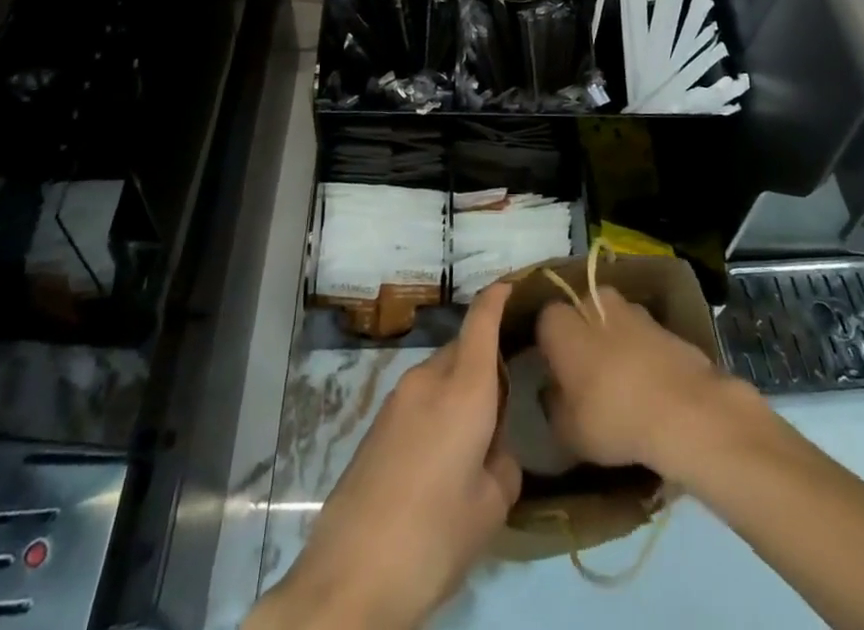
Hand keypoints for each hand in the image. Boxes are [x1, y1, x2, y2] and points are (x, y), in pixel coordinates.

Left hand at [249, 283, 519, 629]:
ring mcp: (396, 399)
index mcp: (463, 388)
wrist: (348, 576)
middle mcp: (427, 379)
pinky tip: (441, 459)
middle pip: (463, 348)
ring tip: (474, 440)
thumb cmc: (432, 537)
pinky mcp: (376, 424)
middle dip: (486, 361)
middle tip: (506, 401)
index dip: (499, 296)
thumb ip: (504, 464)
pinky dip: (438, 410)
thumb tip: (494, 449)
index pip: (482, 319)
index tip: (514, 286)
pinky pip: (419, 400)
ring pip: (440, 375)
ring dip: (460, 390)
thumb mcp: (490, 509)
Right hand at [536, 285, 746, 480]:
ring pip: (615, 321)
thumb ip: (554, 407)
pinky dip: (643, 353)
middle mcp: (594, 303)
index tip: (555, 374)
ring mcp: (634, 310)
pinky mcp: (665, 325)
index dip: (549, 347)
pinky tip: (649, 387)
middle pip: (582, 312)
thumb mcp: (568, 431)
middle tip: (587, 374)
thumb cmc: (612, 417)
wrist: (685, 410)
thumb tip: (554, 394)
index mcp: (563, 323)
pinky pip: (643, 337)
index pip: (545, 322)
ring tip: (621, 382)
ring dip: (615, 341)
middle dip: (583, 335)